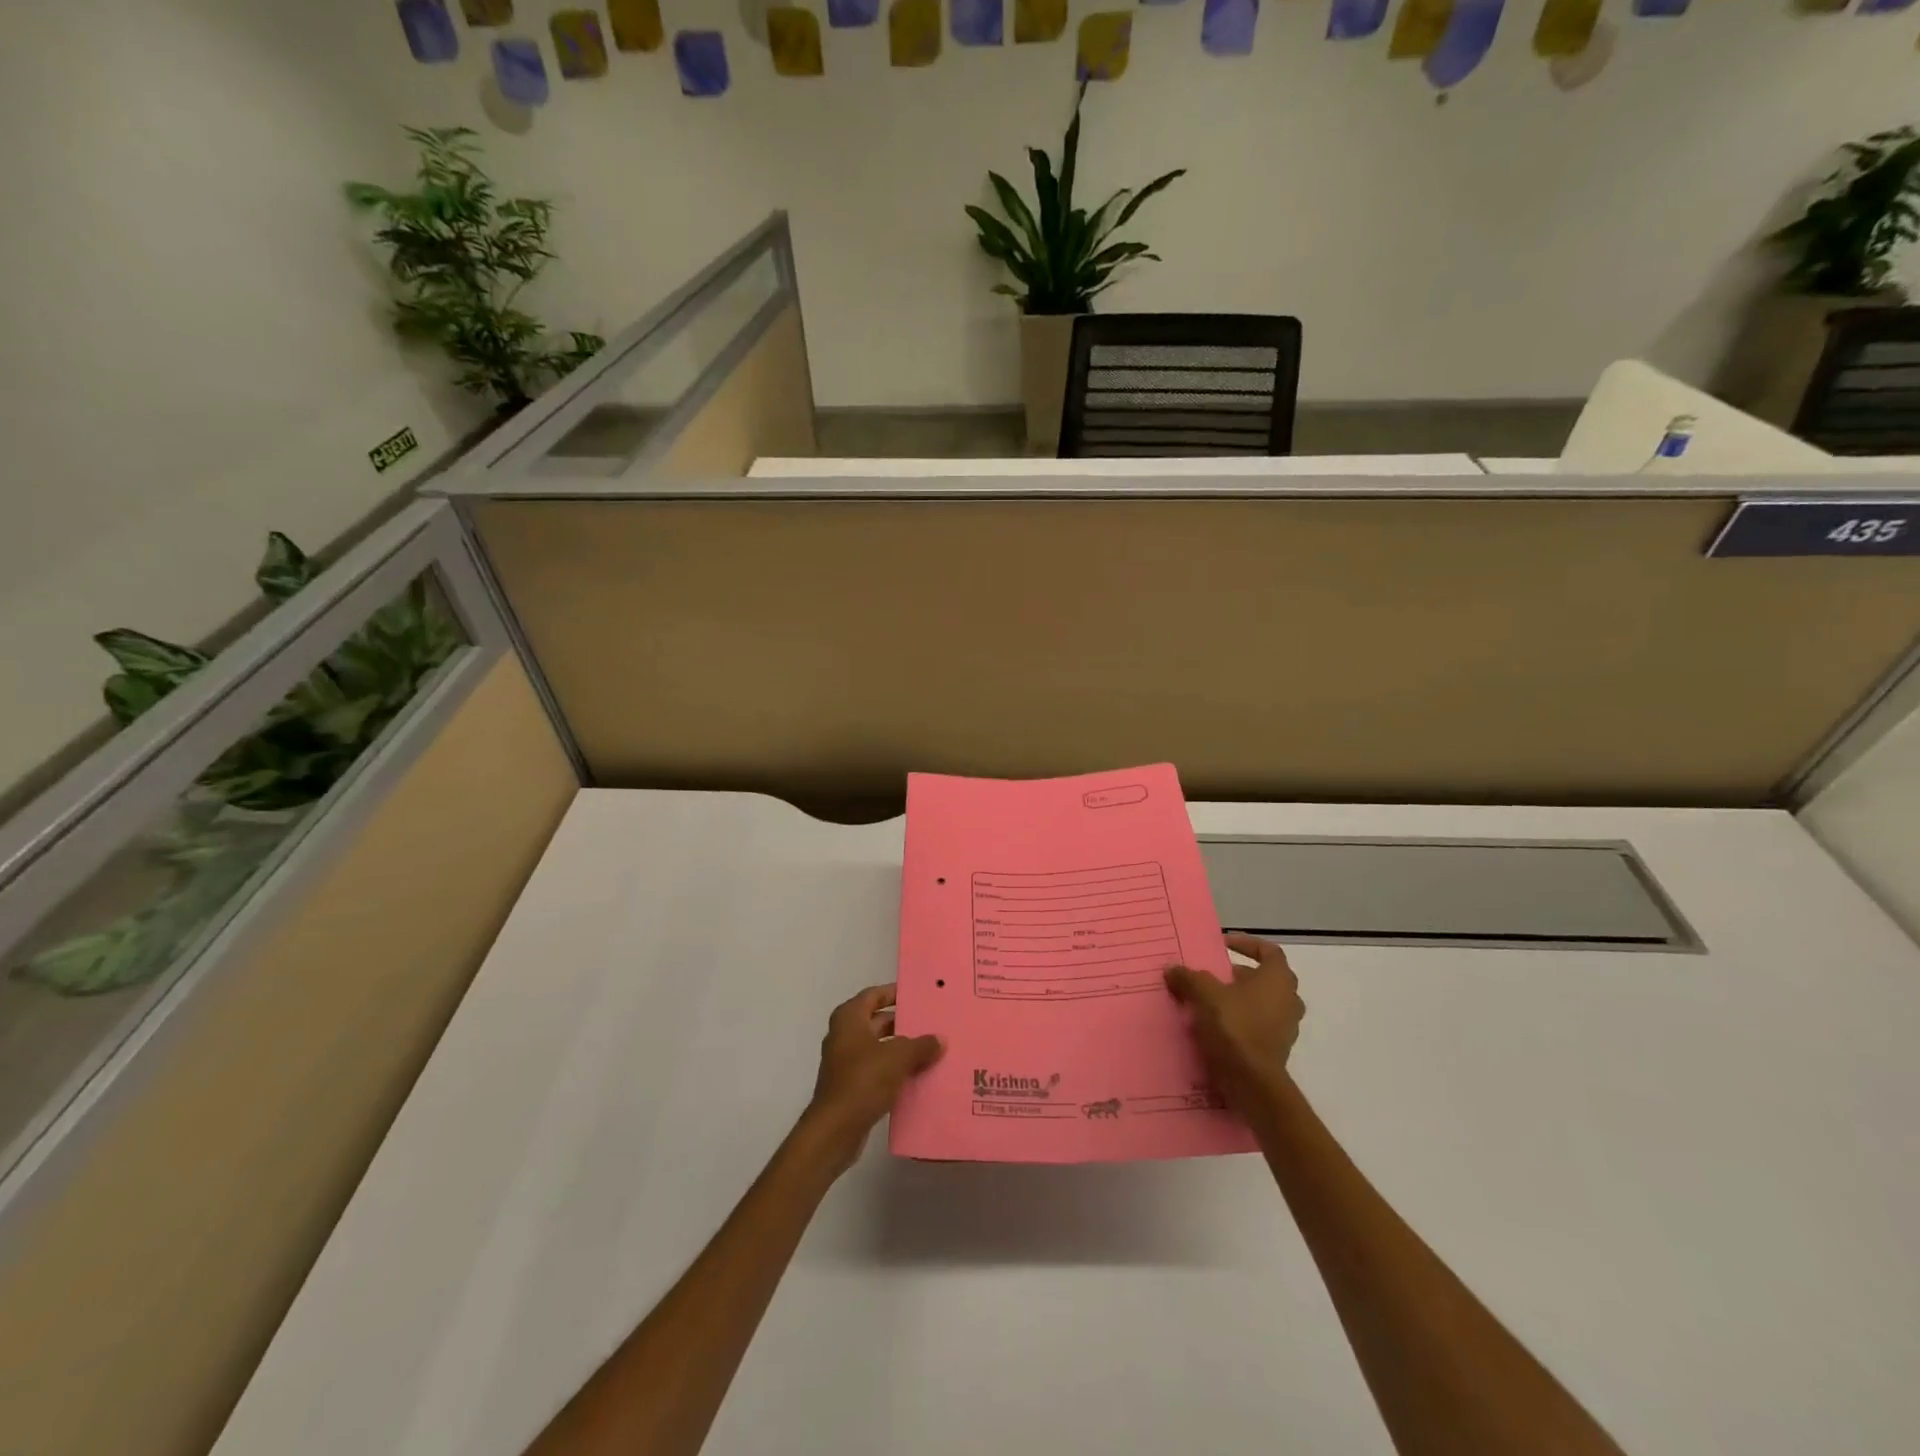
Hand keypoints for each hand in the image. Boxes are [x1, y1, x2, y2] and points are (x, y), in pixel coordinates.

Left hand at [800, 984, 942, 1174]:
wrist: (835, 1129)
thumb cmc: (863, 1080)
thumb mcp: (898, 1057)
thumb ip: (921, 1045)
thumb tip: (939, 1039)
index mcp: (849, 1018)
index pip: (874, 995)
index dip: (895, 993)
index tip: (918, 995)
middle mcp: (844, 1035)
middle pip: (877, 1021)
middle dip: (903, 1022)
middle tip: (931, 1023)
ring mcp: (846, 1061)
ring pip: (879, 1046)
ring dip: (901, 1048)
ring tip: (931, 1049)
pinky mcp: (851, 1085)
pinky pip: (877, 1069)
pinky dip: (894, 1069)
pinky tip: (918, 1075)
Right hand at [1164, 934, 1304, 1114]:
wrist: (1252, 1082)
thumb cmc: (1234, 1026)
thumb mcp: (1204, 994)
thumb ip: (1189, 977)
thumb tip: (1172, 969)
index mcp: (1278, 979)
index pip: (1269, 951)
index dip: (1246, 944)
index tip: (1224, 945)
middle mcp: (1289, 1000)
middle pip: (1264, 978)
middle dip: (1238, 975)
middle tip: (1213, 975)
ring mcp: (1286, 1027)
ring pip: (1261, 1003)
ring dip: (1238, 999)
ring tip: (1210, 1001)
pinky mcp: (1277, 1049)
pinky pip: (1257, 1026)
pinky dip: (1240, 1021)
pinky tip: (1214, 1026)